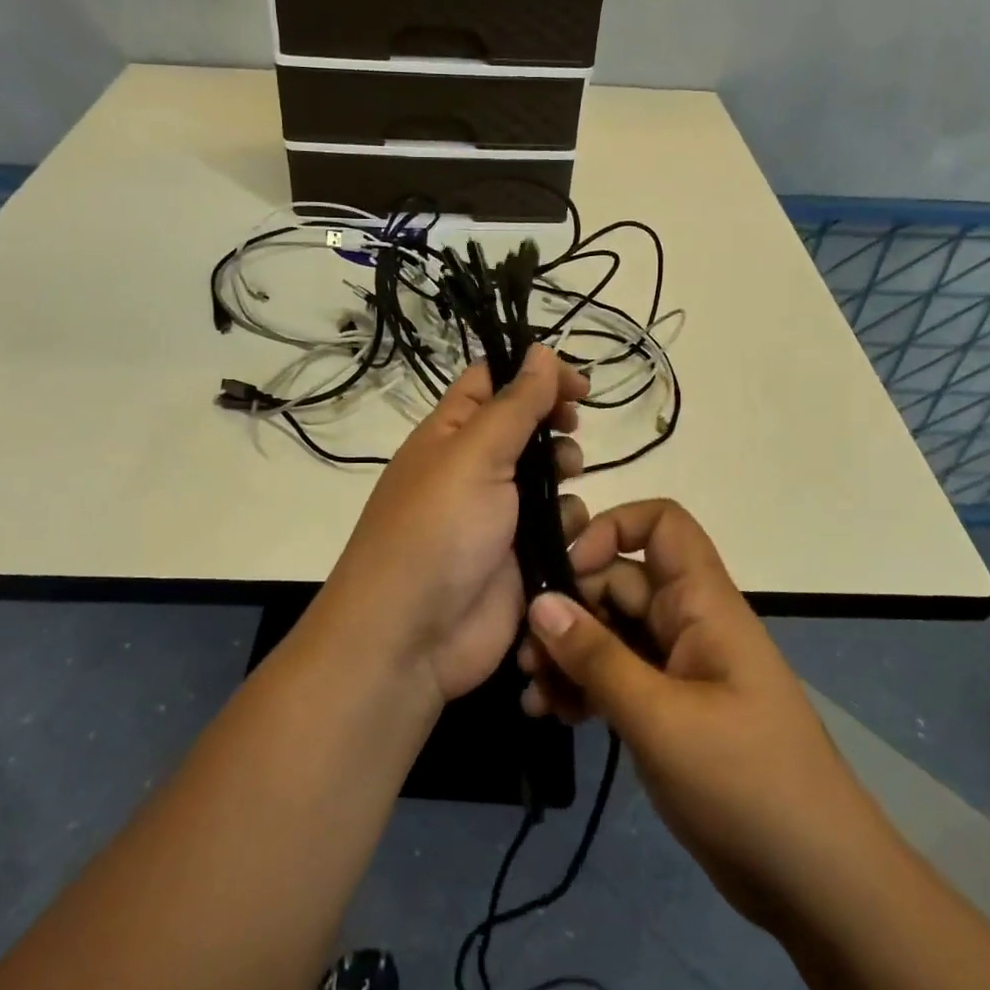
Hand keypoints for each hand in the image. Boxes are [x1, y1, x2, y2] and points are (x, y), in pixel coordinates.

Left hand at [319, 345, 589, 703]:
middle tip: (571, 430)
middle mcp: (474, 468)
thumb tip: (541, 351)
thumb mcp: (474, 455)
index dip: (534, 372)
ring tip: (564, 483)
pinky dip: (569, 528)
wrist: (412, 638)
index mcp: (450, 433)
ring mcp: (499, 515)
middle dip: (555, 425)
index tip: (577, 384)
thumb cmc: (437, 531)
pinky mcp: (522, 558)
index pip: (492, 381)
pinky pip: (559, 527)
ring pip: (550, 477)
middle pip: (527, 427)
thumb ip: (515, 404)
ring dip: (565, 476)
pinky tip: (565, 539)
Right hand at [516, 500, 861, 932]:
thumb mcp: (660, 718)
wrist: (815, 882)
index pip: (662, 524)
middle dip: (569, 609)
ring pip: (611, 633)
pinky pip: (617, 677)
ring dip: (568, 654)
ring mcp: (679, 668)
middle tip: (525, 653)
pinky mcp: (670, 709)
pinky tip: (551, 714)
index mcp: (703, 604)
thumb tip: (540, 601)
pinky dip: (583, 687)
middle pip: (620, 583)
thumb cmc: (745, 783)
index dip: (612, 529)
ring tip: (531, 692)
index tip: (568, 570)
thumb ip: (596, 657)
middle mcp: (688, 623)